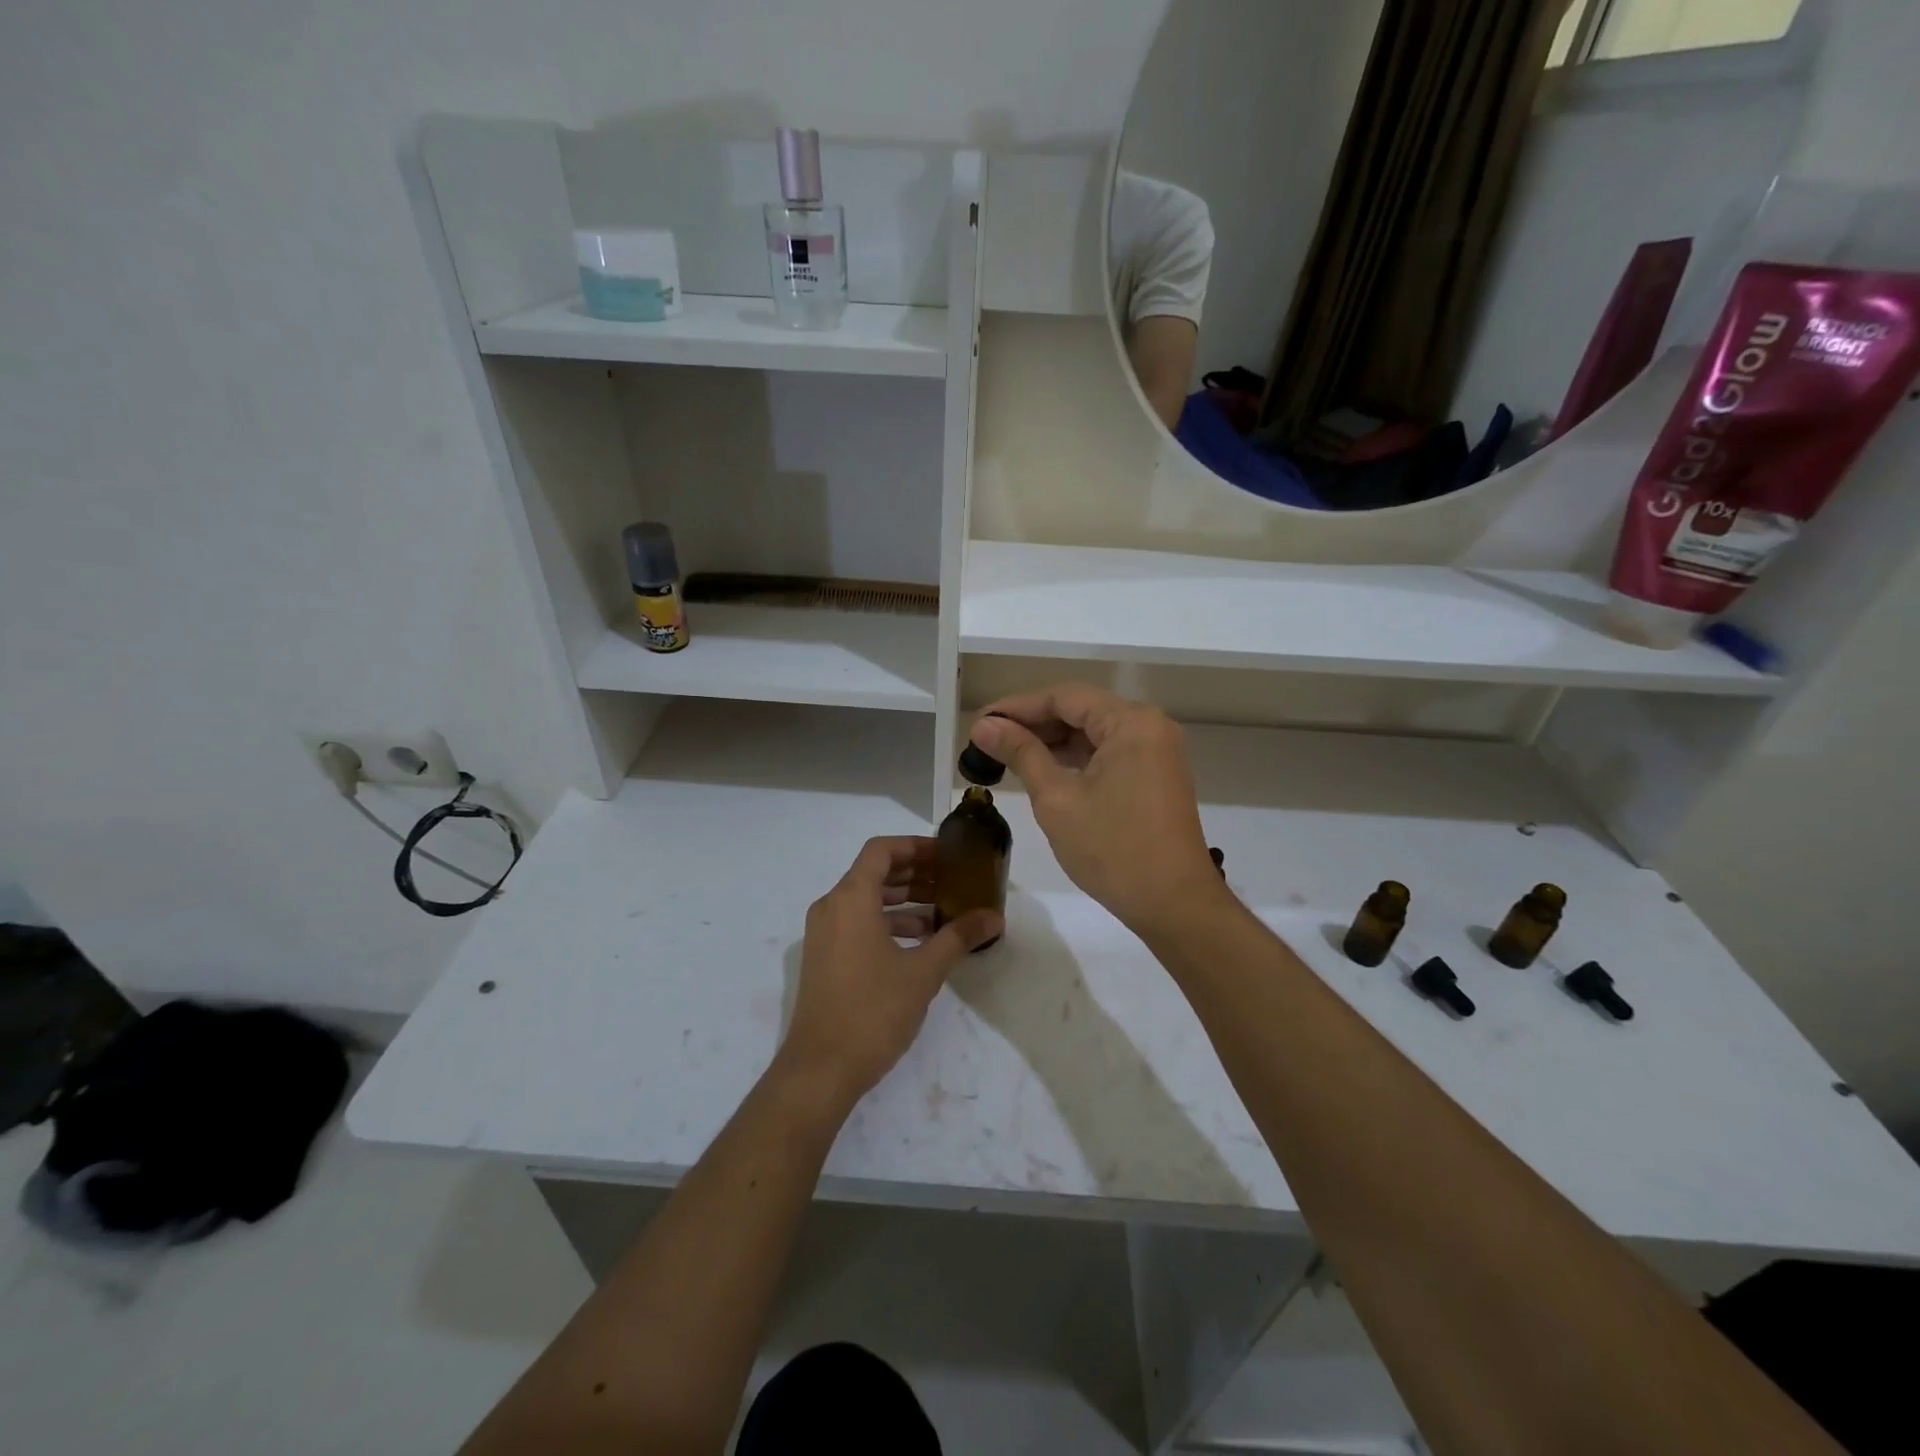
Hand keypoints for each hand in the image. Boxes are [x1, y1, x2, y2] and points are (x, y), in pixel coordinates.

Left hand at [776, 836, 1001, 1111]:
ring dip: (902, 900)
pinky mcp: (824, 957)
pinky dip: (886, 922)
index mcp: (851, 899)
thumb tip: (994, 917)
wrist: (821, 1069)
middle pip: (873, 872)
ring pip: (865, 899)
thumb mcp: (923, 972)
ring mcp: (823, 933)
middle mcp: (831, 907)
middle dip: (913, 873)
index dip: (914, 846)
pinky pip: (857, 922)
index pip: (881, 850)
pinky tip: (919, 941)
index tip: (946, 855)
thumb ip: (959, 937)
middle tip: (951, 880)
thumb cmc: (873, 1011)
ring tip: (942, 911)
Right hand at [970, 685, 1224, 937]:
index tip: (979, 723)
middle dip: (1033, 723)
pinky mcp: (1156, 775)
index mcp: (1131, 722)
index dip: (1017, 707)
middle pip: (1081, 710)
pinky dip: (1076, 758)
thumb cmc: (1113, 850)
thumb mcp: (1057, 799)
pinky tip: (1043, 769)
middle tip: (987, 741)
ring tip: (1006, 755)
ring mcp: (1157, 751)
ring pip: (1094, 732)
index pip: (1064, 697)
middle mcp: (1150, 726)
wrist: (1174, 905)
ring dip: (1052, 742)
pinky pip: (1109, 752)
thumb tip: (984, 726)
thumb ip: (1021, 754)